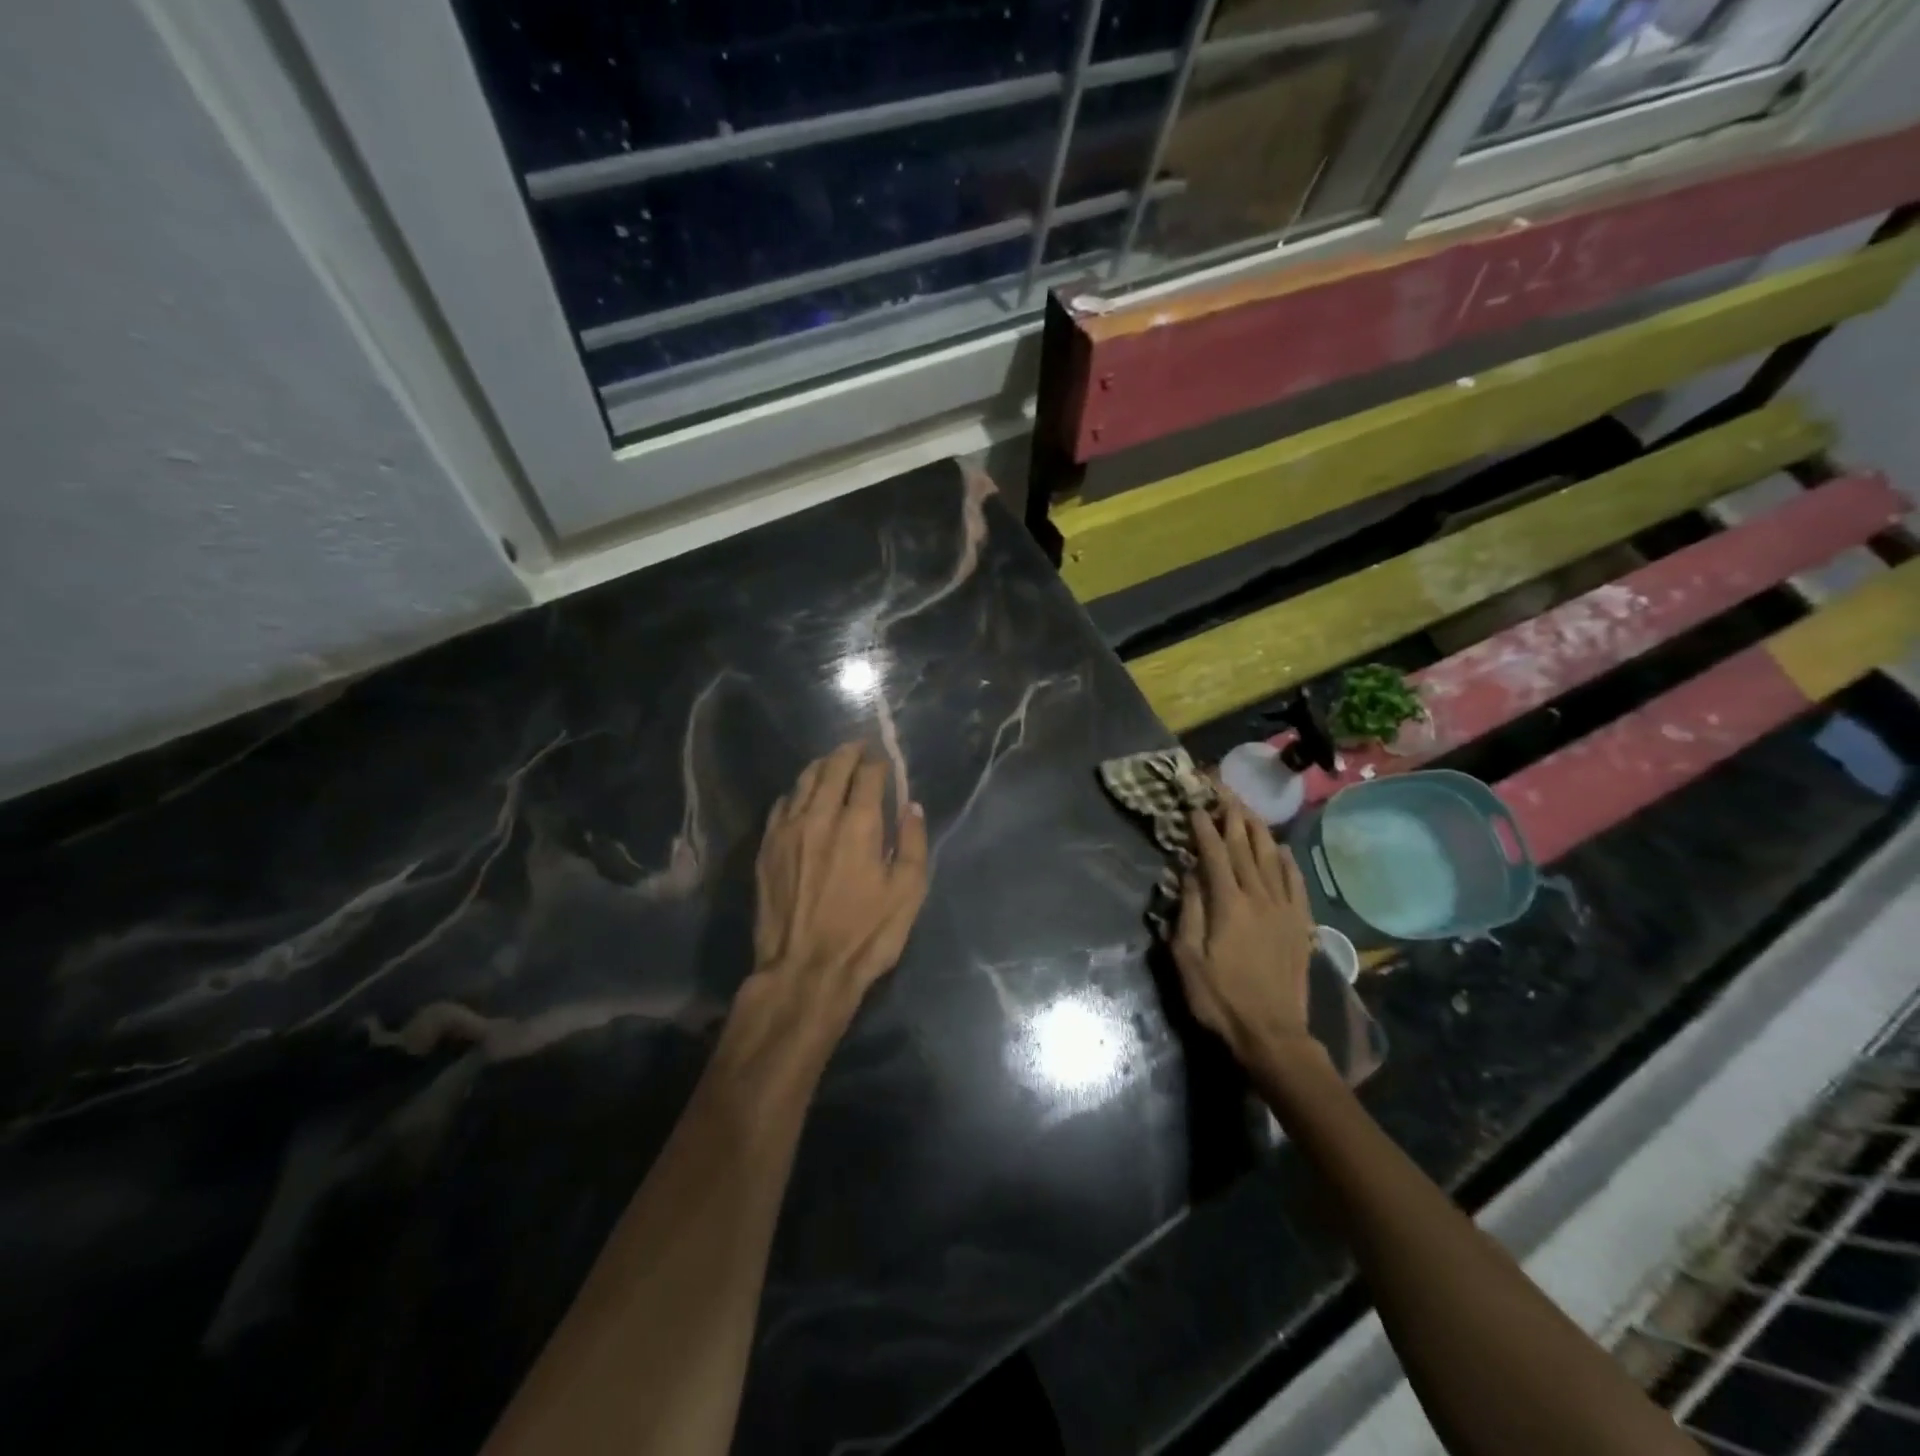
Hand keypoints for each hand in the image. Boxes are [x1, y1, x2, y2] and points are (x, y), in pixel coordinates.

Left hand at [750, 742, 928, 1025]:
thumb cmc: (866, 934)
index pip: (868, 775)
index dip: (878, 762)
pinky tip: (801, 797)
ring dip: (821, 767)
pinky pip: (781, 805)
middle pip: (832, 768)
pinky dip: (796, 793)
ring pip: (803, 781)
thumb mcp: (908, 893)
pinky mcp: (767, 848)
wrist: (805, 970)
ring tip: (832, 763)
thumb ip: (913, 843)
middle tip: (858, 748)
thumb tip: (911, 807)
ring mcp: (788, 830)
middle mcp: (820, 816)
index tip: (884, 760)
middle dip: (848, 753)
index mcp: (858, 824)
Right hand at [1170, 789, 1318, 1070]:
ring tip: (1247, 809)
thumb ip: (1189, 909)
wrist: (1273, 1034)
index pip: (1214, 854)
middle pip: (1245, 847)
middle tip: (1222, 791)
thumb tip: (1189, 872)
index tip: (1194, 805)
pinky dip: (1286, 861)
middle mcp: (1259, 897)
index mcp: (1228, 904)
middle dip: (1232, 816)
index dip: (1203, 827)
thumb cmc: (1220, 998)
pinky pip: (1295, 882)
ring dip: (1257, 830)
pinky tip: (1281, 849)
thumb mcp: (1187, 957)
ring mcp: (1283, 909)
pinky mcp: (1299, 924)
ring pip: (1271, 858)